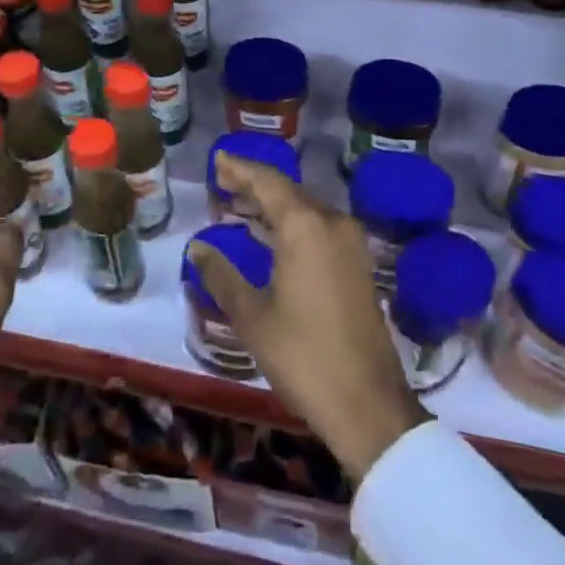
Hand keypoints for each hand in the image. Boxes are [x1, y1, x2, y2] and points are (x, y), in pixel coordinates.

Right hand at [189, 153, 427, 480]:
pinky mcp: (358, 264)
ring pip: (305, 209)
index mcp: (305, 226)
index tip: (218, 159)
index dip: (240, 169)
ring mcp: (350, 243)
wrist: (368, 405)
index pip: (267, 182)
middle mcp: (332, 223)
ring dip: (273, 204)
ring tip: (239, 204)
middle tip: (222, 181)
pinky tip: (270, 235)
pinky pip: (319, 227)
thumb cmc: (303, 356)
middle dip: (254, 184)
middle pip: (288, 191)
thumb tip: (197, 247)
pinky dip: (292, 223)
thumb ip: (221, 275)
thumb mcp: (252, 316)